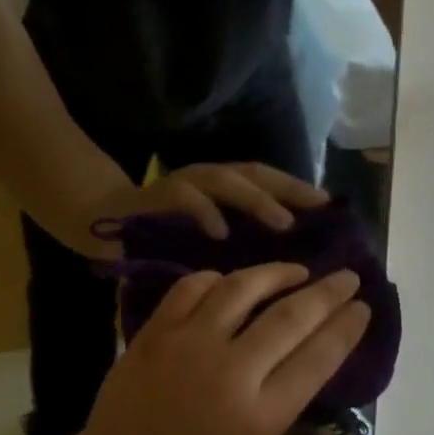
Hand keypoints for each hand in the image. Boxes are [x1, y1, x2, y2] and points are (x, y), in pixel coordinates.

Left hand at [72, 264, 369, 434]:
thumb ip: (283, 396)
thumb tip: (309, 346)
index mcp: (261, 415)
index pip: (318, 357)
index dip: (346, 327)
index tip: (362, 306)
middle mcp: (230, 373)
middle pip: (290, 317)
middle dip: (327, 293)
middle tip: (346, 277)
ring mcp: (188, 345)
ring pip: (242, 288)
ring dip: (277, 273)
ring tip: (296, 271)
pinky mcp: (155, 331)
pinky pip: (194, 287)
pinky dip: (219, 279)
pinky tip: (233, 281)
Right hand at [83, 163, 328, 257]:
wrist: (103, 224)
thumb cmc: (163, 239)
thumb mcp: (210, 242)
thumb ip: (240, 242)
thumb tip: (289, 260)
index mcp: (223, 190)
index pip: (268, 181)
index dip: (298, 189)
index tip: (330, 207)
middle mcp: (206, 180)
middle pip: (253, 175)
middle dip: (287, 189)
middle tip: (316, 209)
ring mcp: (181, 184)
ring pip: (224, 181)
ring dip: (255, 200)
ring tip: (281, 223)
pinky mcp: (155, 197)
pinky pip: (182, 198)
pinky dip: (204, 212)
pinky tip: (220, 233)